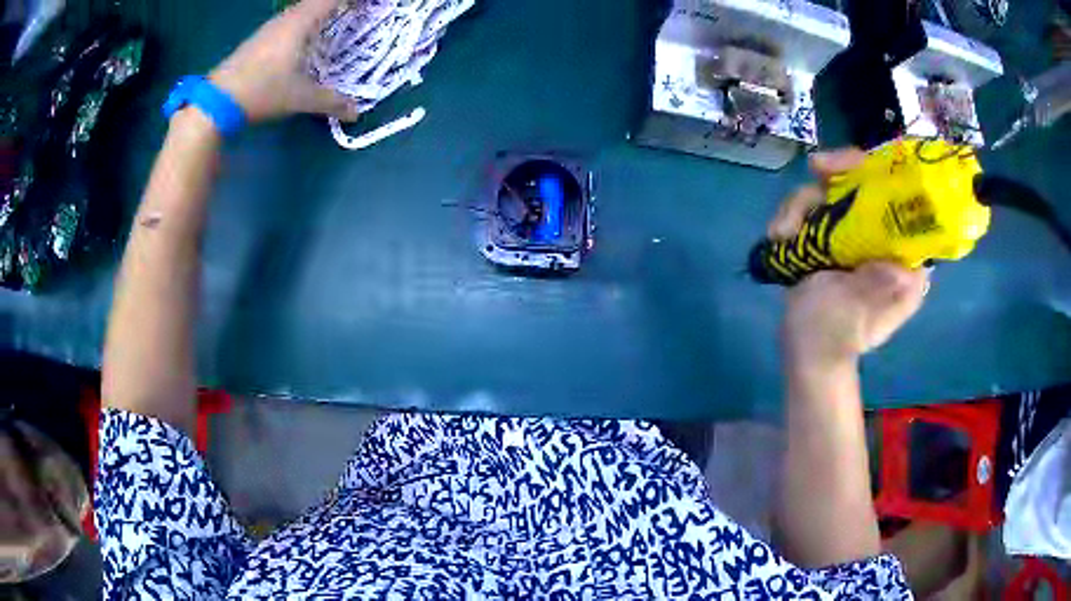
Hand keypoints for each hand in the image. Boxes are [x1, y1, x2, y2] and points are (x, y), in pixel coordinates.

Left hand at [208, 0, 358, 123]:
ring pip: (301, 9)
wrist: (217, 102)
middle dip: (337, 3)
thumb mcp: (300, 98)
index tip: (371, 3)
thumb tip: (356, 113)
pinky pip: (289, 20)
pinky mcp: (258, 39)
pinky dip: (305, 20)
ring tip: (336, 18)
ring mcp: (269, 28)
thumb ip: (331, 102)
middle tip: (356, 10)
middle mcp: (286, 19)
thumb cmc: (262, 91)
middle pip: (317, 1)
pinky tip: (305, 36)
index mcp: (301, 23)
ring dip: (320, 10)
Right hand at [772, 149, 929, 367]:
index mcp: (902, 253)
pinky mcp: (826, 235)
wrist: (805, 351)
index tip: (853, 164)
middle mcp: (881, 235)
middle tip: (816, 169)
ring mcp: (852, 233)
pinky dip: (790, 215)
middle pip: (864, 180)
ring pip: (830, 189)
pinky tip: (778, 237)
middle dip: (837, 174)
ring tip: (783, 234)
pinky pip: (809, 206)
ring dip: (802, 203)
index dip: (879, 169)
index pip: (901, 195)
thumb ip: (883, 290)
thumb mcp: (865, 317)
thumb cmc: (837, 338)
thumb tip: (899, 258)